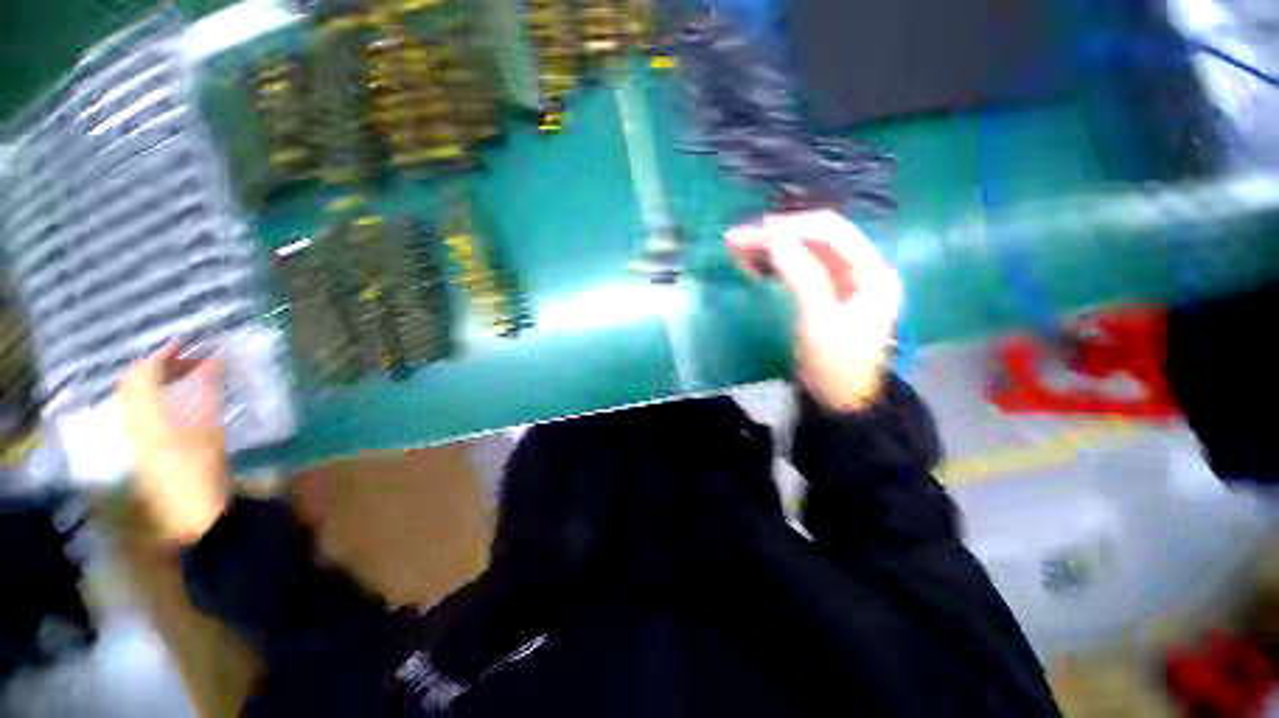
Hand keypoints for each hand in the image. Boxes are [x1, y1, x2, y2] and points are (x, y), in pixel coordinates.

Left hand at [117, 344, 229, 543]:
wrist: (189, 519)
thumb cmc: (202, 475)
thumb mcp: (210, 433)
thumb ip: (207, 394)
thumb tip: (211, 360)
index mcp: (147, 418)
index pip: (143, 375)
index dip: (161, 354)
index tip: (186, 342)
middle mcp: (133, 423)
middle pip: (132, 384)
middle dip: (156, 365)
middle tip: (186, 357)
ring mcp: (135, 436)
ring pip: (134, 397)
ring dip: (155, 380)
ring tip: (184, 374)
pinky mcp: (143, 447)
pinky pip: (140, 410)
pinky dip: (156, 396)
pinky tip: (176, 399)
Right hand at [726, 210, 901, 411]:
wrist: (837, 398)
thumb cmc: (834, 364)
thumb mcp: (819, 321)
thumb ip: (802, 277)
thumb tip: (776, 240)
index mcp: (871, 271)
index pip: (832, 232)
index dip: (793, 227)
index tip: (756, 232)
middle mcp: (859, 267)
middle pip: (815, 238)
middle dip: (776, 235)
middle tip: (738, 238)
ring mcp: (840, 280)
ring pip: (802, 251)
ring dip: (770, 248)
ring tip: (737, 246)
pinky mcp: (822, 292)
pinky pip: (795, 269)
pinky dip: (772, 264)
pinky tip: (750, 263)